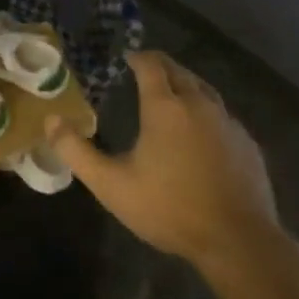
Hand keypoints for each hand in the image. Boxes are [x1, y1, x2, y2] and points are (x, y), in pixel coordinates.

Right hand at [47, 50, 277, 266]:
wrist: (238, 241)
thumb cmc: (170, 209)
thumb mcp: (112, 185)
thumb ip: (77, 152)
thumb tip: (50, 120)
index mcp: (165, 106)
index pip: (151, 65)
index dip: (138, 57)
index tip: (127, 58)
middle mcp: (198, 103)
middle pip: (179, 71)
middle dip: (161, 66)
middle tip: (145, 70)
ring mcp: (228, 122)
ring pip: (204, 89)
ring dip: (185, 84)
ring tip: (172, 94)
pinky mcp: (248, 143)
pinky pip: (223, 114)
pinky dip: (206, 111)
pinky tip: (202, 131)